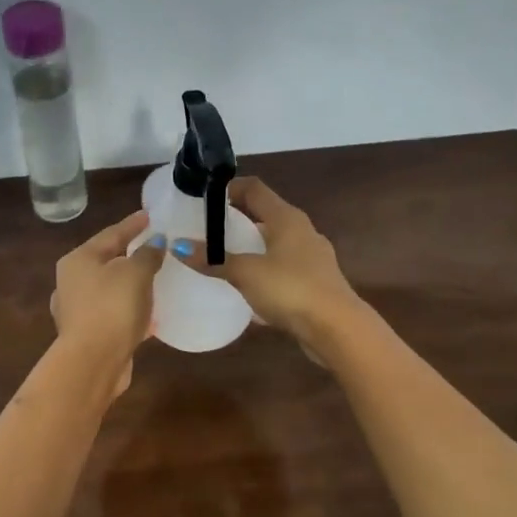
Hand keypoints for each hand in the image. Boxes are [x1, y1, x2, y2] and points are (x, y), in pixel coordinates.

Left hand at [50, 209, 164, 394]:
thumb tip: (155, 243)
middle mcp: (71, 282)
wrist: (93, 362)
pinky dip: (130, 310)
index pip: (110, 234)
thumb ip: (147, 254)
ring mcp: (76, 310)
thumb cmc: (112, 307)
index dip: (133, 224)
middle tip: (153, 247)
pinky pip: (114, 313)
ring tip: (154, 280)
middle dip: (130, 255)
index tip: (150, 215)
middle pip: (106, 261)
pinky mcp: (88, 335)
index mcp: (78, 260)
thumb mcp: (135, 273)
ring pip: (109, 289)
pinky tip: (149, 315)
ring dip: (130, 285)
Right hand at [179, 177, 359, 342]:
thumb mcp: (246, 272)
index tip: (202, 198)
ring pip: (274, 242)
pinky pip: (282, 268)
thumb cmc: (290, 289)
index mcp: (286, 218)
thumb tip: (178, 247)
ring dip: (251, 246)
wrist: (337, 329)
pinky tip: (247, 288)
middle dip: (236, 219)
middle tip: (206, 228)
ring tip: (222, 256)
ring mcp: (311, 257)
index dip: (229, 188)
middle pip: (264, 214)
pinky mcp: (315, 282)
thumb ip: (213, 259)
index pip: (254, 189)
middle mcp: (302, 230)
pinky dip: (263, 270)